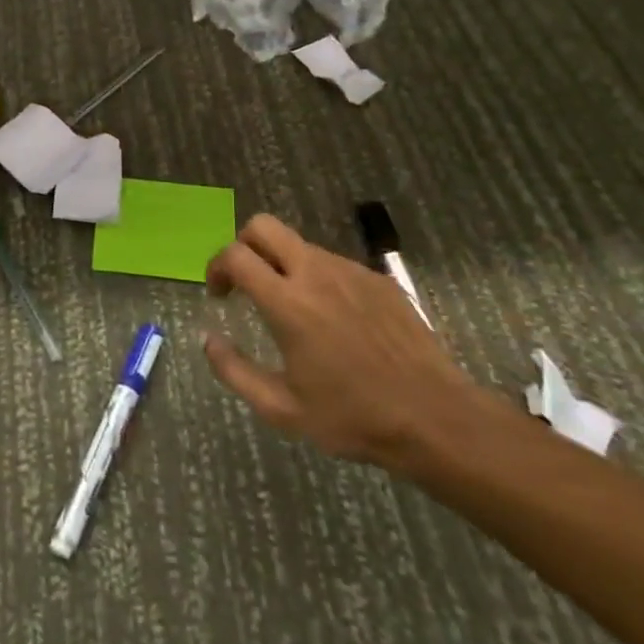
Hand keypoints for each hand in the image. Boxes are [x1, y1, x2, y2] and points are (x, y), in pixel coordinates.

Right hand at [202, 214, 490, 469]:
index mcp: (287, 303)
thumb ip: (234, 370)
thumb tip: (207, 339)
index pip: (235, 254)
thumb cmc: (353, 417)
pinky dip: (318, 279)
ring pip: (300, 244)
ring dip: (282, 264)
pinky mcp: (378, 279)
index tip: (220, 294)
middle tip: (246, 282)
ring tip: (292, 308)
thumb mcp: (282, 409)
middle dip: (243, 245)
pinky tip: (334, 320)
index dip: (216, 267)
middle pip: (263, 226)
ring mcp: (351, 271)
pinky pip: (334, 264)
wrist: (436, 418)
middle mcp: (316, 274)